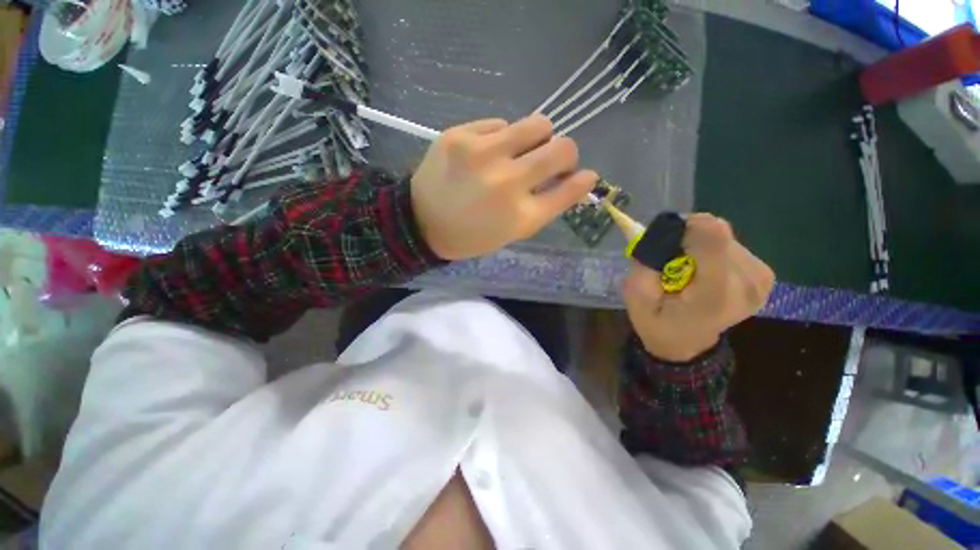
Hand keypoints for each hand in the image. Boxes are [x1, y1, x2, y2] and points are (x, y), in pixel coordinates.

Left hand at [412, 115, 597, 259]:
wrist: (421, 223)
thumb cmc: (471, 235)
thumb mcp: (511, 232)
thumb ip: (544, 205)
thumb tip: (575, 178)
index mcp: (521, 217)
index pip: (569, 190)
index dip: (582, 181)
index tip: (586, 176)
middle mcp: (507, 183)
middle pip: (563, 148)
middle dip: (566, 154)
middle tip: (552, 161)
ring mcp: (483, 154)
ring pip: (538, 124)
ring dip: (539, 137)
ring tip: (520, 151)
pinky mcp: (460, 135)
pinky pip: (500, 123)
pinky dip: (503, 137)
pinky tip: (487, 153)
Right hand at [623, 214, 775, 361]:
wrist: (686, 343)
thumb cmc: (656, 322)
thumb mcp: (635, 297)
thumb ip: (646, 265)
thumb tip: (663, 231)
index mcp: (713, 295)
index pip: (714, 239)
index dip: (688, 228)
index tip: (667, 239)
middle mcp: (747, 284)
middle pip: (717, 233)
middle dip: (688, 239)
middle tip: (671, 260)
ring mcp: (761, 280)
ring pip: (724, 236)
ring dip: (699, 245)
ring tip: (687, 268)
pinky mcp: (765, 274)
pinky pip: (733, 244)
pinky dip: (712, 250)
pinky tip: (704, 269)